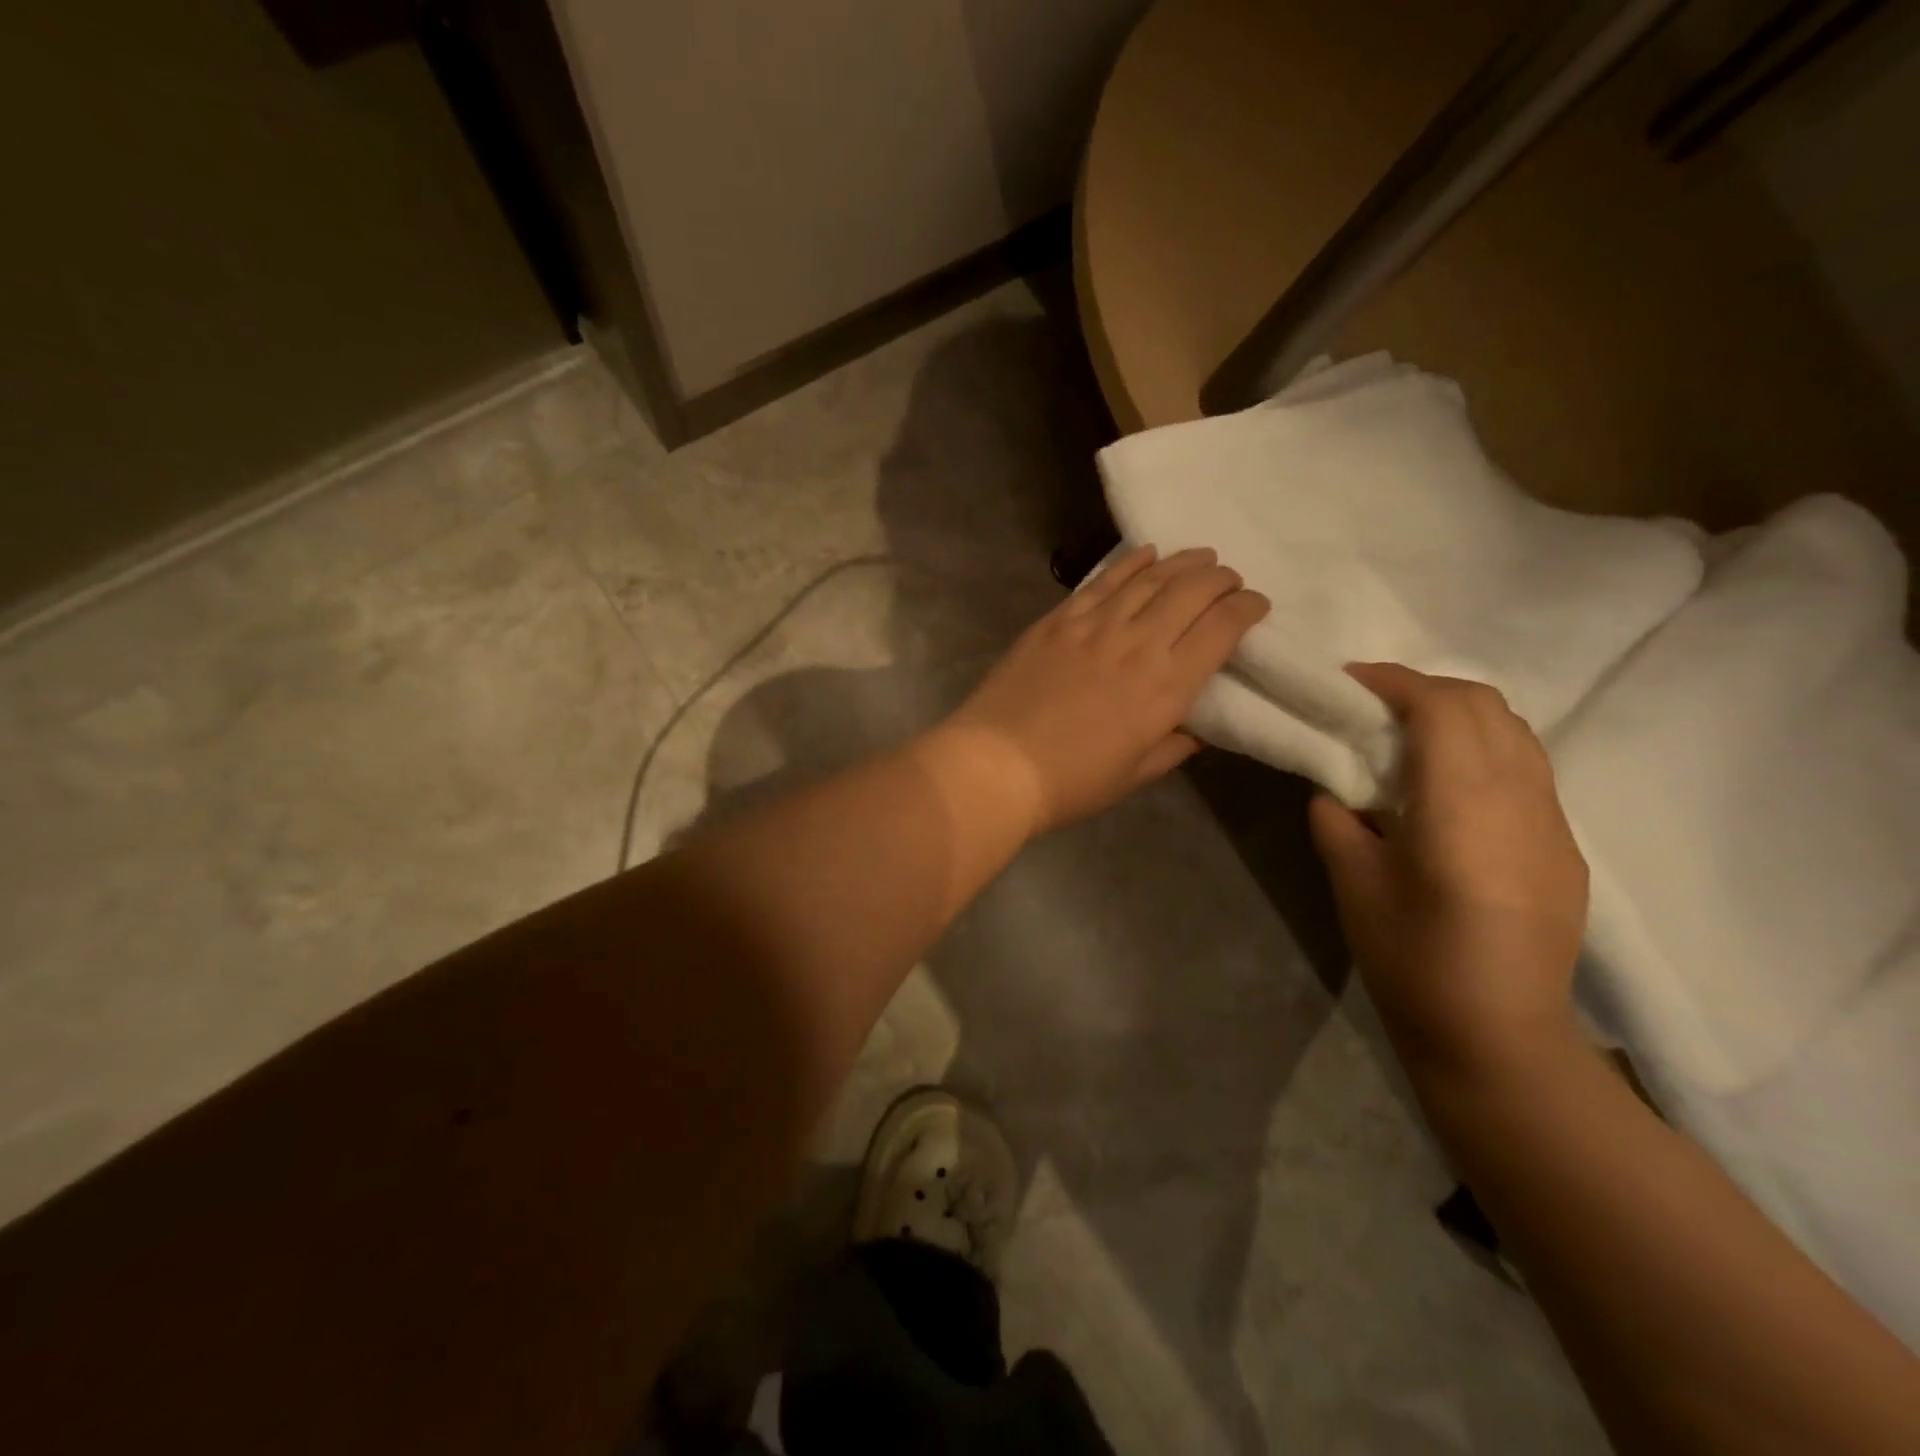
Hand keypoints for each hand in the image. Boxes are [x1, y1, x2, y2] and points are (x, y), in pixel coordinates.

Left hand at [939, 546, 1268, 834]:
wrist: (995, 765)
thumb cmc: (1071, 783)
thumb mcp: (1133, 775)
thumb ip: (1171, 747)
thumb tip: (1194, 731)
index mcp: (1166, 686)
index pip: (1222, 629)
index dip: (1246, 608)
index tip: (1256, 604)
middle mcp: (1137, 643)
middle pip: (1191, 591)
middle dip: (1220, 579)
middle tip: (1228, 579)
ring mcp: (1093, 625)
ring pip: (1149, 578)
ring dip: (1182, 562)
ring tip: (1199, 556)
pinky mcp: (1057, 620)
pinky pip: (1101, 581)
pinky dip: (1129, 563)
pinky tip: (1146, 553)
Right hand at [1308, 663, 1588, 1081]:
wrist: (1498, 1036)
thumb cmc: (1411, 960)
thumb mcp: (1352, 883)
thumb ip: (1337, 820)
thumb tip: (1336, 789)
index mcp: (1462, 807)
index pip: (1441, 709)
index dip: (1394, 681)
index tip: (1350, 681)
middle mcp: (1520, 800)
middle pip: (1486, 706)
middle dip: (1426, 689)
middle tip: (1373, 705)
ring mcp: (1553, 823)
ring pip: (1515, 732)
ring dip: (1459, 715)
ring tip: (1409, 736)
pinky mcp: (1564, 847)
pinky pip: (1527, 769)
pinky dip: (1483, 749)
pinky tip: (1448, 786)